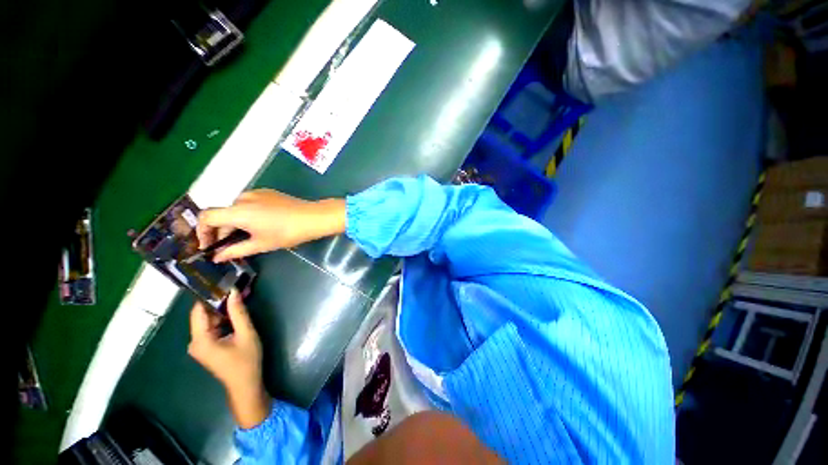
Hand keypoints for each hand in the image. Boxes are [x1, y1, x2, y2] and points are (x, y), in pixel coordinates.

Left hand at [188, 290, 269, 427]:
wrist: (246, 385)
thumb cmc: (246, 361)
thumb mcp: (246, 334)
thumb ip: (239, 313)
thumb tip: (233, 291)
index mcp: (200, 340)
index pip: (198, 311)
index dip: (208, 295)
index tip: (221, 281)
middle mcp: (195, 342)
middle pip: (204, 315)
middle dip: (220, 301)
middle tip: (235, 287)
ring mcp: (201, 345)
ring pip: (210, 321)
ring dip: (223, 310)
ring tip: (239, 295)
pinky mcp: (208, 347)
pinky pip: (213, 328)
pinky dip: (224, 319)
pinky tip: (237, 311)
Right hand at [196, 189, 345, 261]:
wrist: (313, 217)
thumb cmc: (288, 233)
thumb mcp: (261, 244)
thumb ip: (235, 250)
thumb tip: (216, 257)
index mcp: (238, 211)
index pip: (206, 217)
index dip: (202, 232)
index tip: (208, 246)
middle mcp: (243, 198)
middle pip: (222, 213)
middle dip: (221, 231)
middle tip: (227, 248)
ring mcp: (256, 193)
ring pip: (236, 209)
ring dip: (234, 223)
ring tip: (245, 238)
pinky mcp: (267, 192)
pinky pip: (249, 203)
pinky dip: (246, 215)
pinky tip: (258, 226)